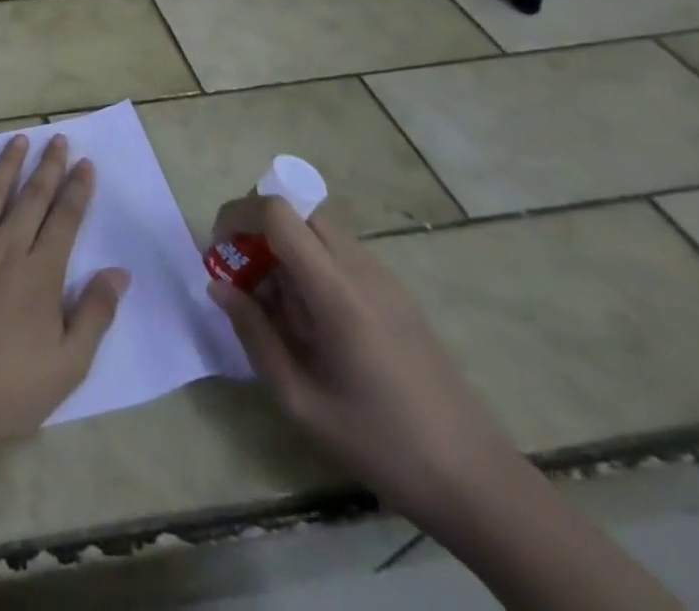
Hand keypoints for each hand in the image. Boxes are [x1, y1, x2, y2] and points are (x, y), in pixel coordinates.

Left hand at [0, 134, 128, 453]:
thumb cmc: (7, 387)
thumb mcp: (68, 366)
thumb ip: (95, 315)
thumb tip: (119, 272)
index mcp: (40, 274)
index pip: (64, 220)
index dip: (76, 189)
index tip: (85, 163)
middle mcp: (5, 248)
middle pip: (31, 199)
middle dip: (48, 166)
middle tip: (57, 138)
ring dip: (7, 165)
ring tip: (19, 139)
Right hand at [205, 195, 522, 530]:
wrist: (480, 484)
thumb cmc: (382, 445)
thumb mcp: (300, 401)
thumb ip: (254, 335)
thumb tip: (218, 286)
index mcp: (338, 293)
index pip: (279, 213)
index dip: (239, 215)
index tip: (219, 249)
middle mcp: (363, 272)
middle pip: (298, 213)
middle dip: (258, 230)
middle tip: (241, 275)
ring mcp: (387, 282)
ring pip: (320, 232)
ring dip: (285, 250)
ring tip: (275, 307)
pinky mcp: (399, 297)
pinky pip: (341, 257)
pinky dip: (311, 267)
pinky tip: (313, 323)